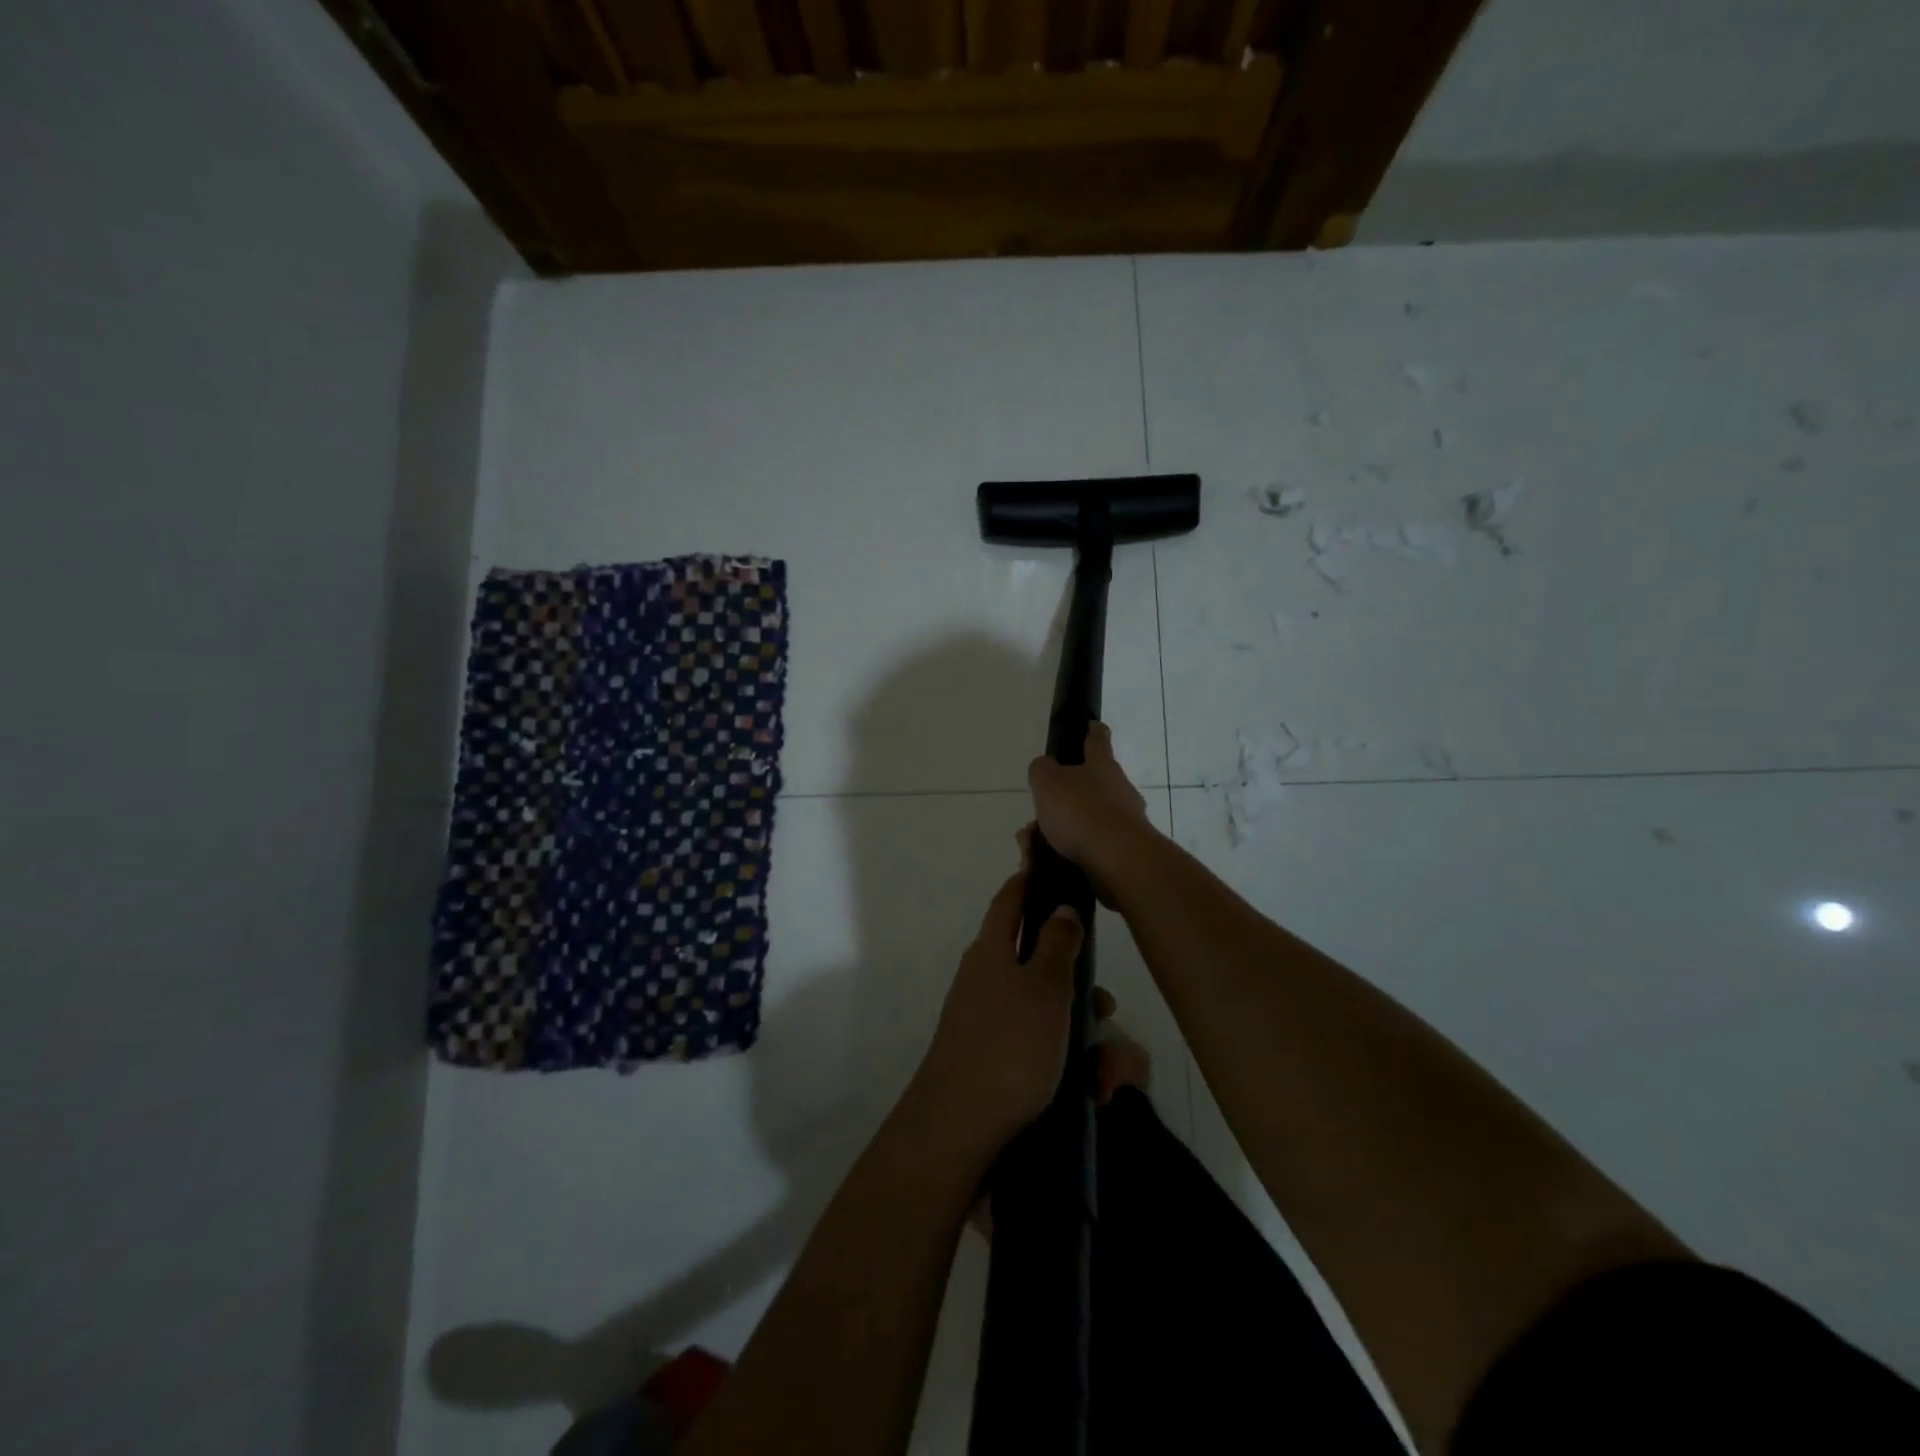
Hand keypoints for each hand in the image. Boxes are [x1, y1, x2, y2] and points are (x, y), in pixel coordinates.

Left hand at [913, 866, 1083, 1162]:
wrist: (958, 1130)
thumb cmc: (1009, 1046)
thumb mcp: (1045, 987)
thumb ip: (1058, 943)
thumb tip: (1061, 906)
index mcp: (992, 950)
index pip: (1011, 898)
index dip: (1032, 879)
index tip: (1058, 870)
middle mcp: (986, 979)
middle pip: (1040, 963)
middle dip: (1080, 985)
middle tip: (1106, 1008)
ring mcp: (988, 1022)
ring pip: (1048, 1012)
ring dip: (1082, 1034)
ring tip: (1105, 1074)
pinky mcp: (996, 1060)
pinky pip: (1041, 1048)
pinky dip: (1068, 1062)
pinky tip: (1090, 1091)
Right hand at [1026, 722, 1154, 893]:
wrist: (1119, 861)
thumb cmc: (1081, 812)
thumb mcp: (1047, 781)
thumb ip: (1042, 770)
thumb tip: (1046, 768)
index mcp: (1102, 766)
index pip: (1098, 739)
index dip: (1092, 730)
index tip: (1091, 724)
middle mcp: (1118, 789)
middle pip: (1087, 788)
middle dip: (1059, 801)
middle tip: (1034, 818)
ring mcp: (1124, 821)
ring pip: (1082, 822)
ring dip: (1057, 832)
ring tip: (1031, 848)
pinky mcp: (1123, 852)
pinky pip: (1087, 848)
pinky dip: (1065, 854)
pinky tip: (1045, 865)